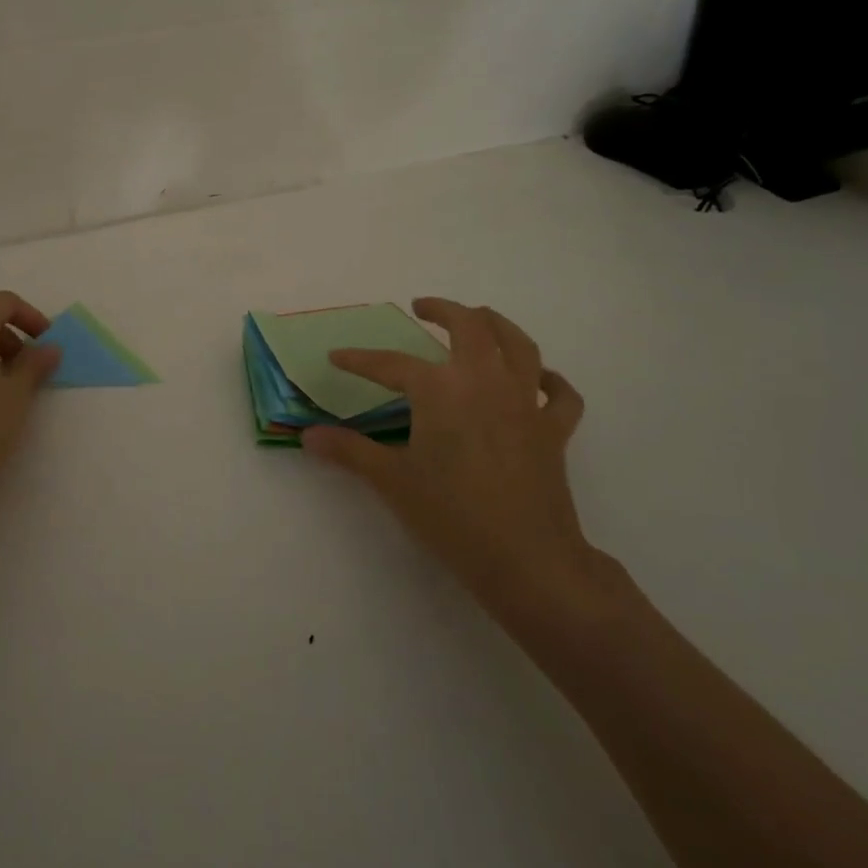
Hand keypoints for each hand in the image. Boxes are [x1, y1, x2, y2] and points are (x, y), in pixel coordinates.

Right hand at [300, 297, 611, 626]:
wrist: (527, 559)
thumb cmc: (451, 515)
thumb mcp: (391, 481)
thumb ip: (348, 450)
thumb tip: (307, 436)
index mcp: (441, 389)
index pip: (391, 364)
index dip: (360, 360)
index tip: (338, 356)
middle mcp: (485, 380)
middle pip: (470, 326)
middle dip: (444, 310)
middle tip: (422, 308)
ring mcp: (525, 402)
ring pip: (519, 344)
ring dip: (497, 324)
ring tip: (478, 319)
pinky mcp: (554, 430)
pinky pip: (560, 393)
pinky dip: (549, 380)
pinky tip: (538, 379)